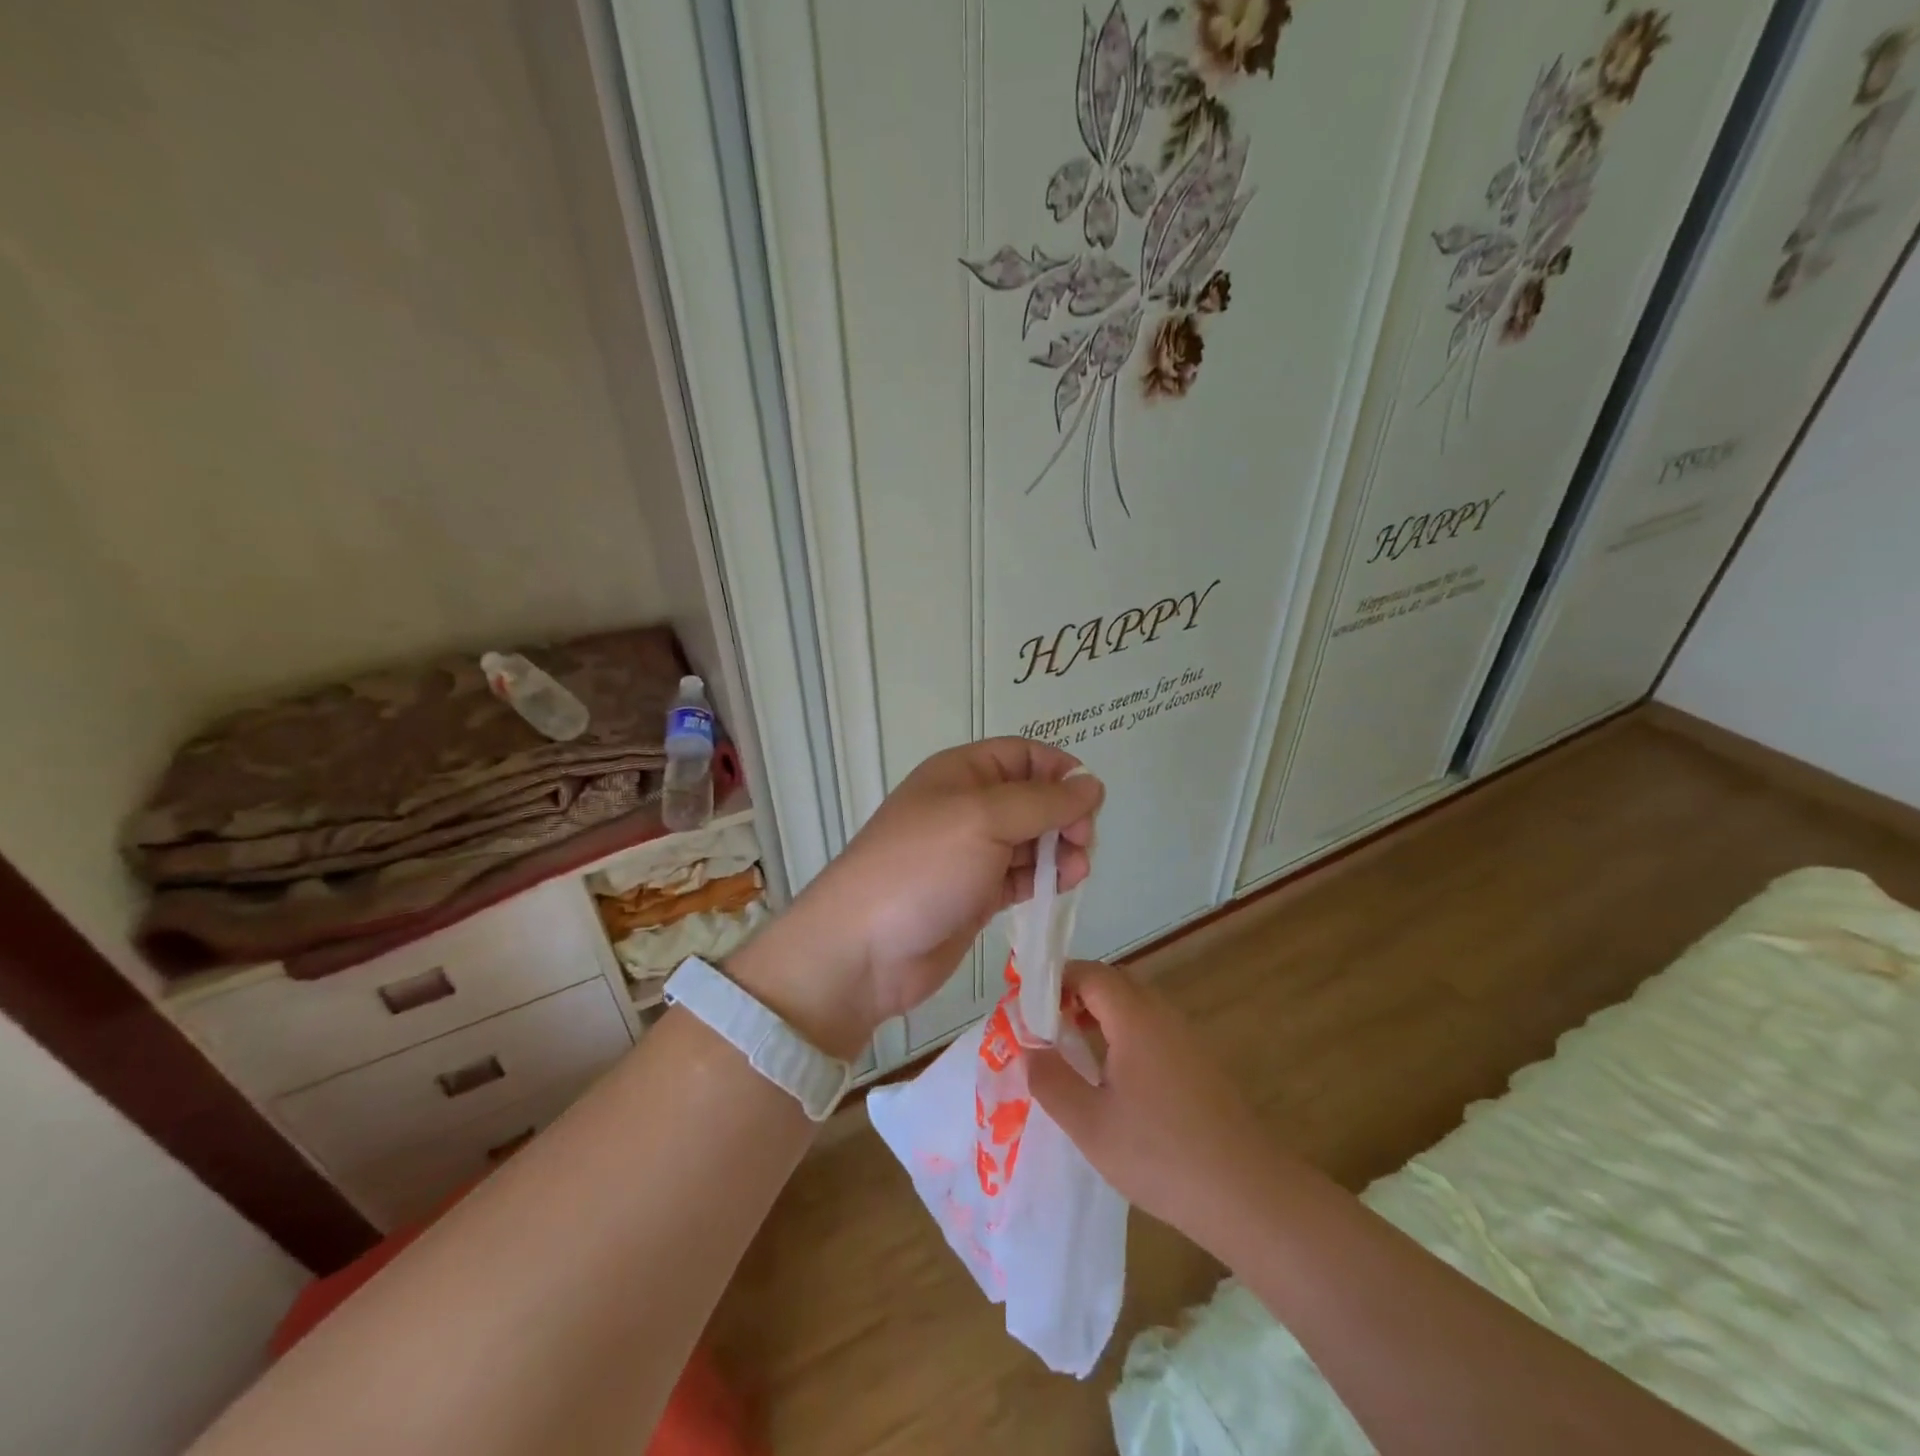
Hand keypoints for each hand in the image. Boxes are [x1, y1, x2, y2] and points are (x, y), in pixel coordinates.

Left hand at [731, 739, 1102, 1058]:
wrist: (864, 949)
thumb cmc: (923, 868)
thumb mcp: (984, 819)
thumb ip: (1044, 801)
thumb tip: (1093, 785)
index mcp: (961, 773)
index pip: (1023, 755)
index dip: (1059, 771)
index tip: (1089, 801)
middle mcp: (967, 807)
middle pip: (1032, 797)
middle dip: (1064, 814)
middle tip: (1082, 842)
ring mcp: (970, 853)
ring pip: (1031, 839)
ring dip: (1059, 849)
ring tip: (1075, 870)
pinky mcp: (975, 894)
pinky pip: (1020, 876)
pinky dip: (1044, 878)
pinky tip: (1062, 886)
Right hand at [1028, 961, 1282, 1257]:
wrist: (1246, 1194)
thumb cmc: (1160, 1155)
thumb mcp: (1089, 1124)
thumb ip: (1051, 1080)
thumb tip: (1028, 1048)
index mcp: (1135, 1017)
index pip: (1089, 973)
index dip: (1054, 982)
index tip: (1027, 1010)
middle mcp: (1162, 1014)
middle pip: (1113, 982)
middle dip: (1074, 994)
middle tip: (1045, 1028)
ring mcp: (1186, 1037)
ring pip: (1134, 1005)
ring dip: (1099, 1014)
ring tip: (1071, 1050)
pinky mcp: (1198, 1062)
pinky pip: (1152, 1028)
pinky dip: (1123, 1033)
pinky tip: (1113, 1077)